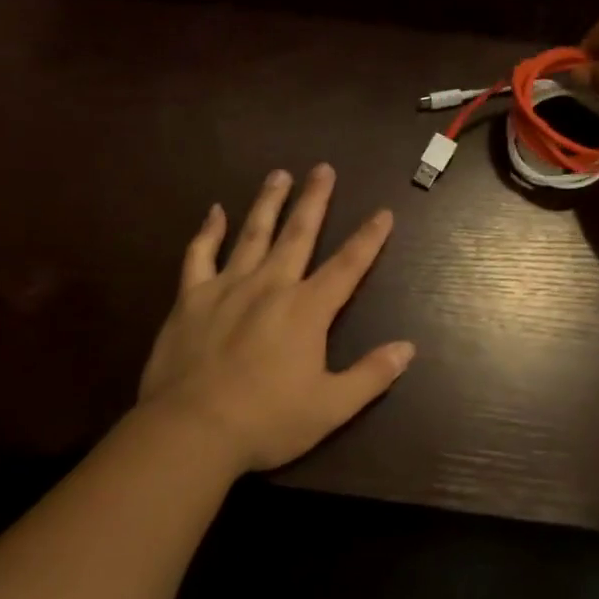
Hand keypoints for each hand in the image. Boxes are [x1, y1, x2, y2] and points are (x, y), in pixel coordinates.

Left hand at [137, 165, 415, 473]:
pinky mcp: (192, 298)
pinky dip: (208, 231)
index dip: (369, 238)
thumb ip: (371, 375)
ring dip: (268, 202)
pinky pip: (200, 255)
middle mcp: (270, 286)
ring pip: (253, 233)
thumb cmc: (266, 422)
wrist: (190, 430)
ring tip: (279, 174)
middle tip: (323, 168)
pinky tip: (214, 211)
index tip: (383, 212)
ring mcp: (227, 287)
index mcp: (306, 310)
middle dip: (315, 200)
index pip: (348, 265)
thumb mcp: (330, 407)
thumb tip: (408, 348)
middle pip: (298, 233)